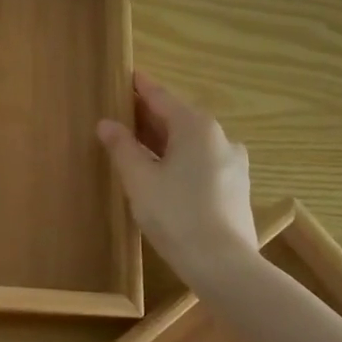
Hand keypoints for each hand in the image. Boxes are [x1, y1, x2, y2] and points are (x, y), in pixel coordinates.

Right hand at [98, 70, 260, 271]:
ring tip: (137, 143)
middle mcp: (219, 137)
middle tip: (122, 111)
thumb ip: (122, 147)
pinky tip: (163, 172)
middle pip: (178, 118)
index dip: (140, 87)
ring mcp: (232, 163)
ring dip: (164, 139)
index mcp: (196, 127)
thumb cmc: (176, 214)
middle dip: (149, 115)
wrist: (224, 265)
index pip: (161, 97)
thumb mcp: (139, 179)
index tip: (126, 76)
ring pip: (191, 142)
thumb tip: (106, 123)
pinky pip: (201, 161)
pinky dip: (179, 158)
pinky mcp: (235, 188)